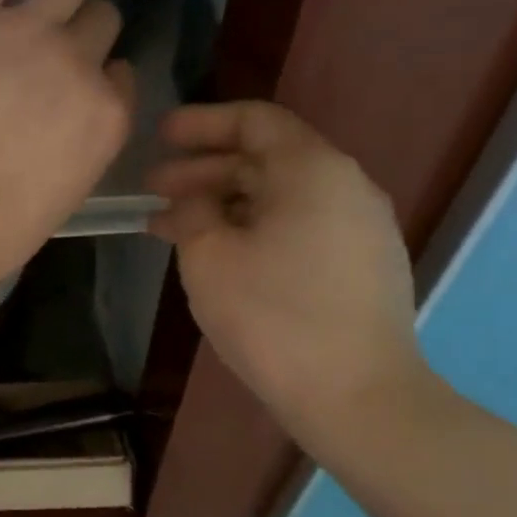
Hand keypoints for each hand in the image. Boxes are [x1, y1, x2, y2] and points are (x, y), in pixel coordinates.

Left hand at [0, 0, 135, 294]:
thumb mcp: (64, 192)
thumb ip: (78, 144)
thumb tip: (63, 119)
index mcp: (107, 115)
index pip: (120, 73)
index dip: (95, 78)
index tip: (71, 87)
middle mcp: (79, 63)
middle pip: (102, 17)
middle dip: (80, 30)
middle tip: (45, 48)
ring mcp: (27, 34)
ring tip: (25, 4)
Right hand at [146, 101, 430, 454]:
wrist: (357, 396)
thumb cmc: (273, 316)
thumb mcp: (210, 257)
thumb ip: (192, 212)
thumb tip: (192, 203)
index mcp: (313, 170)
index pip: (254, 121)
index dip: (202, 124)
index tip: (160, 136)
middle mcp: (346, 187)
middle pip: (266, 160)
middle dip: (204, 171)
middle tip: (153, 190)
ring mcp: (360, 229)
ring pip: (280, 198)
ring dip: (224, 205)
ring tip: (174, 229)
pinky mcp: (362, 267)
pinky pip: (298, 228)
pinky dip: (254, 230)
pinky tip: (221, 257)